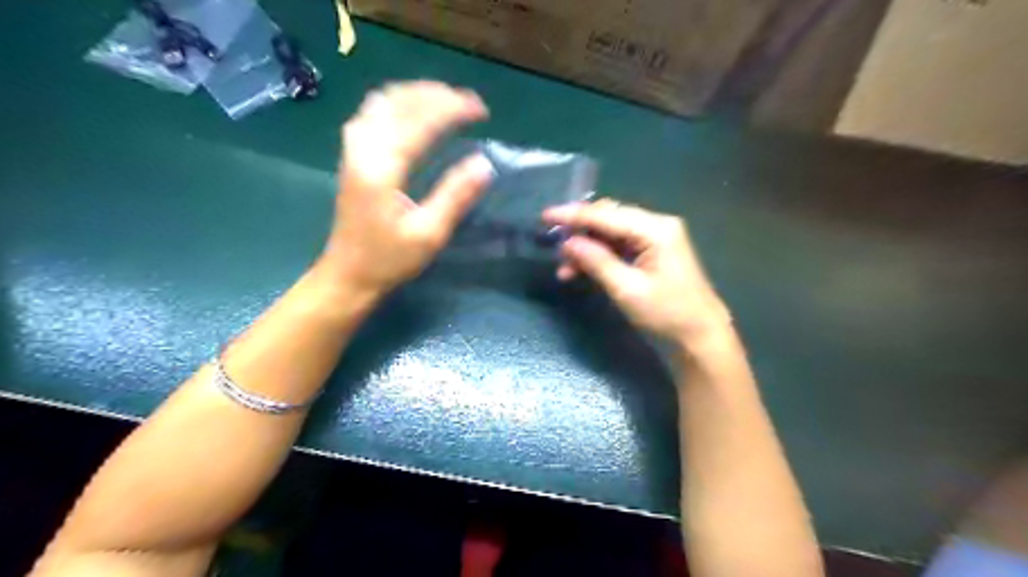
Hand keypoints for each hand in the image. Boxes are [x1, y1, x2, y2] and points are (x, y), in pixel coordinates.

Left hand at [323, 78, 494, 293]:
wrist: (347, 275)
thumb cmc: (389, 259)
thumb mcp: (429, 234)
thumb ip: (456, 196)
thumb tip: (484, 164)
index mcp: (383, 167)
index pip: (421, 121)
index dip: (453, 108)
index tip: (482, 111)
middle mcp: (364, 149)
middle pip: (399, 101)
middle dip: (437, 95)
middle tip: (469, 104)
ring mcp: (353, 150)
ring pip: (383, 102)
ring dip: (416, 94)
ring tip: (446, 101)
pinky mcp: (352, 156)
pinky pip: (373, 113)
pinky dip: (398, 104)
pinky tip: (413, 113)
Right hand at [542, 201, 733, 348]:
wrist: (700, 337)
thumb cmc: (667, 314)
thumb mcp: (627, 289)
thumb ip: (596, 261)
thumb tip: (567, 242)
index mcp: (656, 229)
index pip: (606, 215)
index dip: (573, 215)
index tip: (544, 216)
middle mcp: (656, 225)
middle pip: (608, 218)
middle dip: (579, 231)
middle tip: (554, 245)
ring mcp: (656, 238)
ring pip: (610, 233)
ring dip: (586, 247)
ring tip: (564, 268)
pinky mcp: (652, 252)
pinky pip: (619, 246)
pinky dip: (599, 256)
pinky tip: (580, 270)